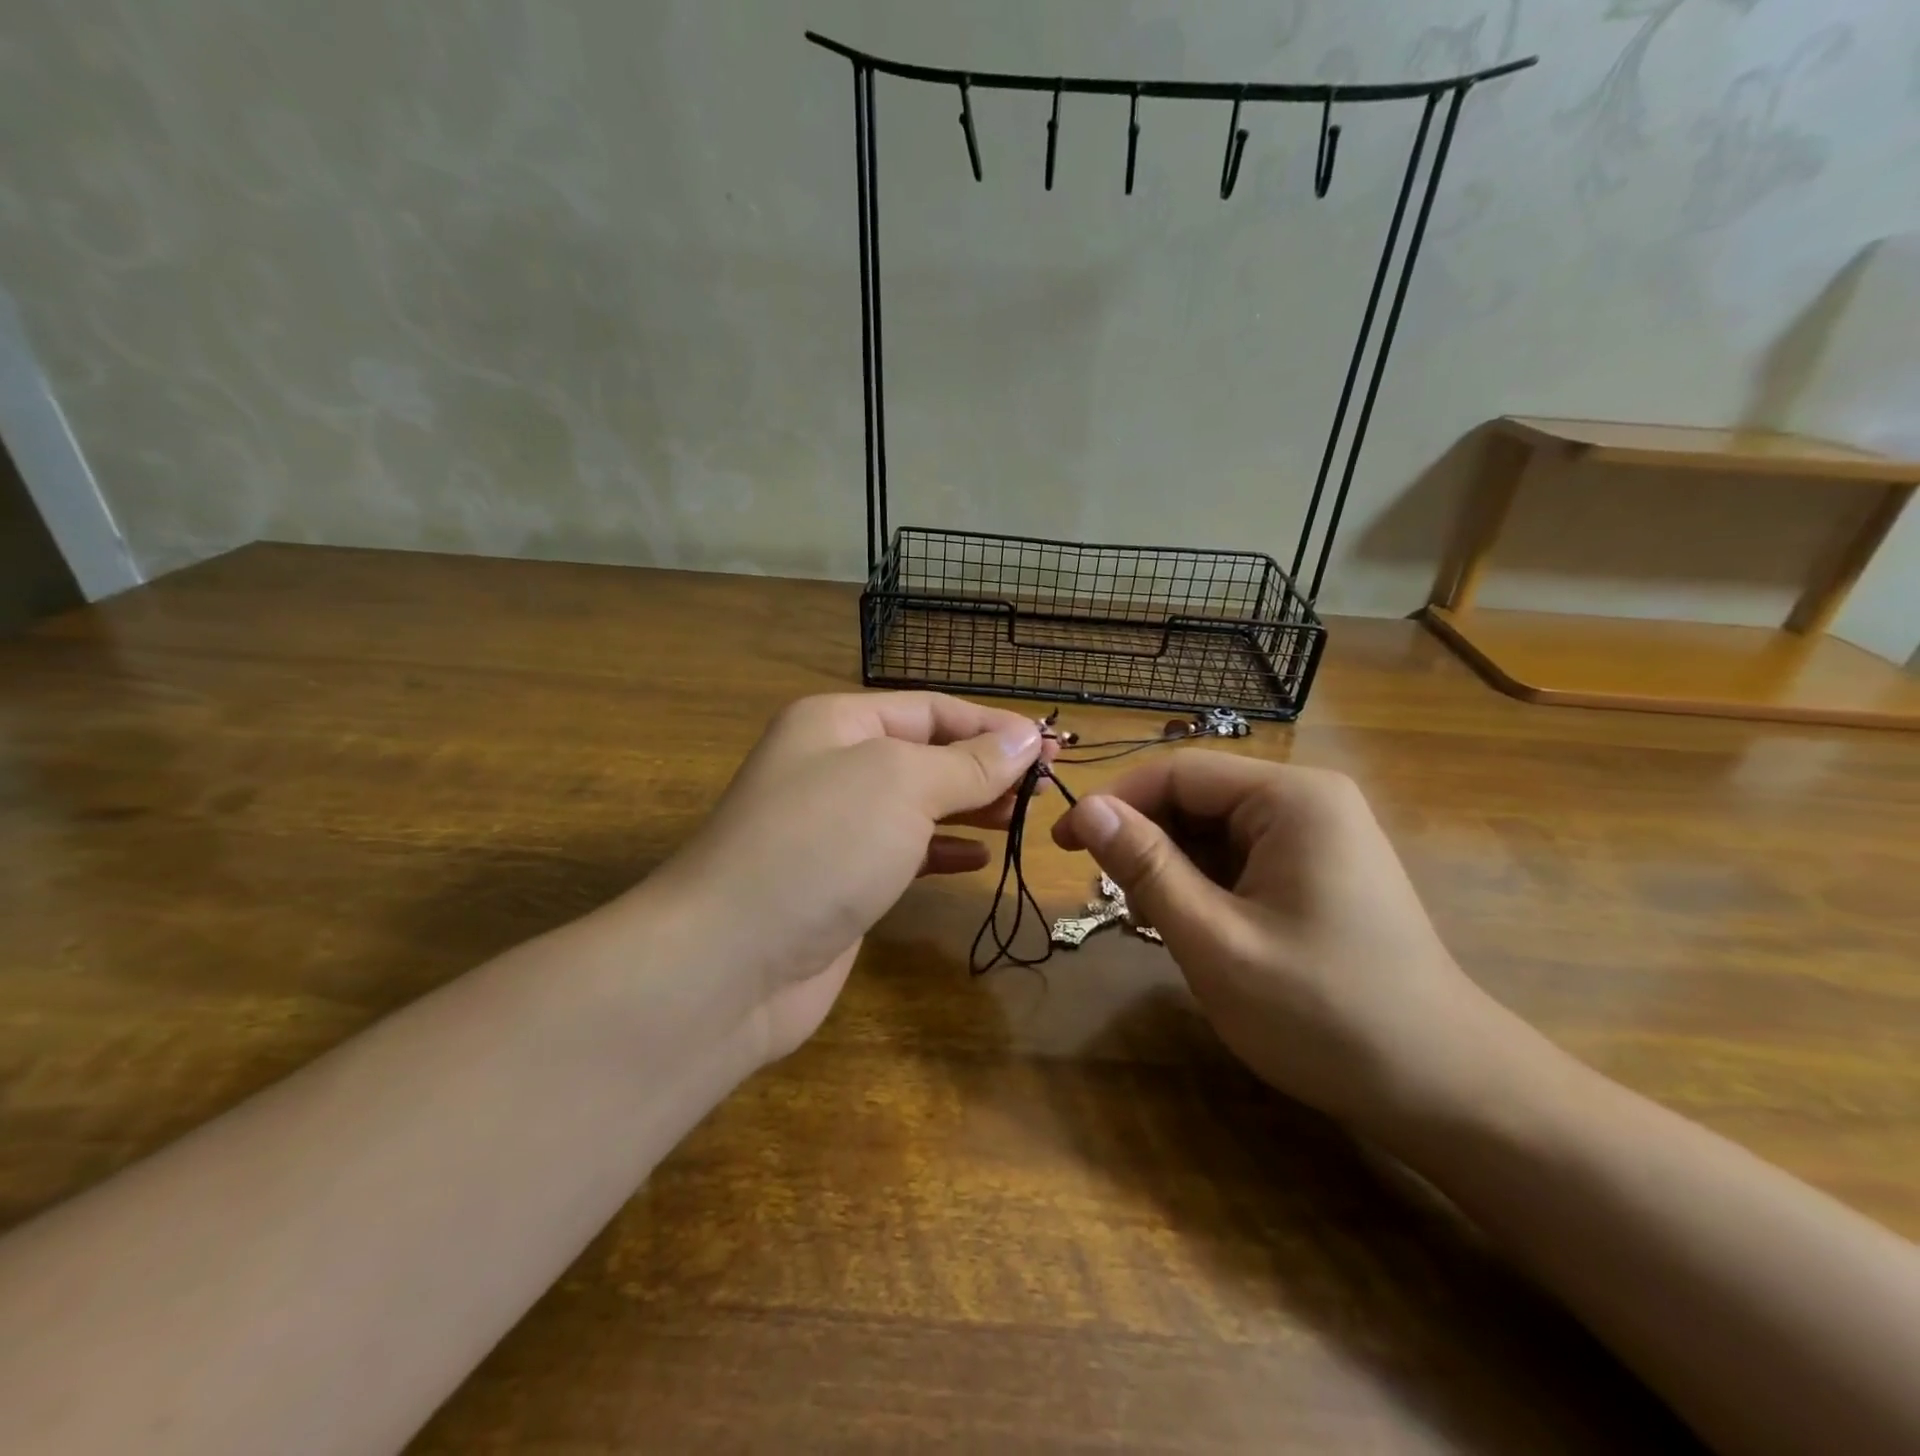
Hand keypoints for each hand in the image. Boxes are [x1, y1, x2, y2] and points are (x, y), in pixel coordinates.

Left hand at [649, 692, 1050, 1064]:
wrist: (732, 961)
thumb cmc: (821, 845)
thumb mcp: (903, 785)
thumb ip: (968, 763)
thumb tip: (1026, 738)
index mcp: (838, 723)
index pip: (931, 709)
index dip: (992, 725)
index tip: (1050, 748)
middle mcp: (833, 766)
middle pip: (926, 754)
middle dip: (986, 766)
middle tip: (1046, 786)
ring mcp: (835, 828)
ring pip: (918, 804)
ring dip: (971, 806)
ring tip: (1023, 815)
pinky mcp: (841, 882)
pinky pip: (904, 852)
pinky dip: (942, 850)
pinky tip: (978, 856)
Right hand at [1052, 751, 1511, 1134]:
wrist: (1444, 1091)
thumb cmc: (1324, 1014)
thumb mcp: (1216, 940)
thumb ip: (1146, 868)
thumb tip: (1086, 809)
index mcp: (1291, 798)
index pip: (1179, 772)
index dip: (1114, 802)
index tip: (1064, 845)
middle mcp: (1308, 801)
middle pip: (1196, 799)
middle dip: (1146, 843)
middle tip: (1112, 901)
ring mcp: (1318, 835)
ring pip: (1213, 832)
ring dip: (1172, 870)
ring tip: (1155, 926)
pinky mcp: (1318, 870)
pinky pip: (1240, 858)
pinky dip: (1205, 887)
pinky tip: (1196, 930)